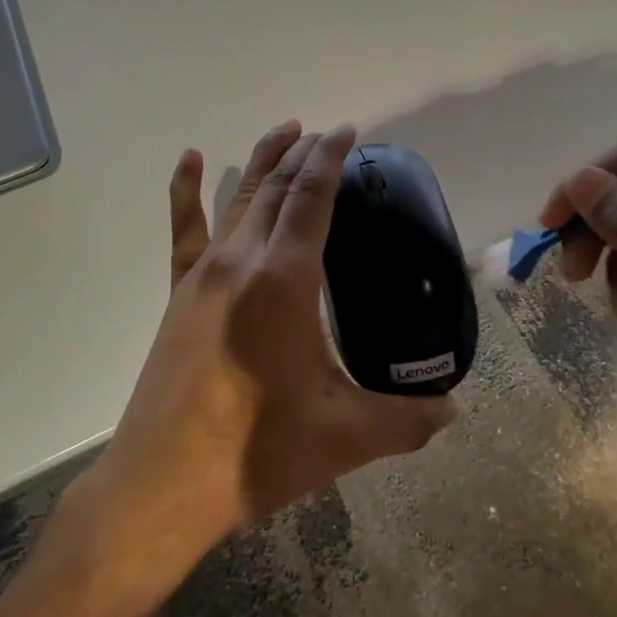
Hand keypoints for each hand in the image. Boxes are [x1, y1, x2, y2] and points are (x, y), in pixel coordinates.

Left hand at [88, 122, 454, 561]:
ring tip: (287, 130)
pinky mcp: (179, 292)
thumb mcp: (344, 437)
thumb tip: (455, 410)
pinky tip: (188, 159)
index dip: (330, 158)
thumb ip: (406, 420)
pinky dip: (185, 190)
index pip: (312, 197)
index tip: (347, 131)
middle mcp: (242, 260)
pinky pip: (184, 229)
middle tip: (328, 133)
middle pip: (278, 188)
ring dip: (265, 160)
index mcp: (284, 279)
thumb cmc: (255, 454)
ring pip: (239, 198)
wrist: (161, 485)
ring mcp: (204, 273)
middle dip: (305, 153)